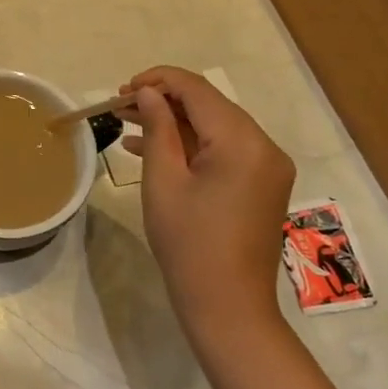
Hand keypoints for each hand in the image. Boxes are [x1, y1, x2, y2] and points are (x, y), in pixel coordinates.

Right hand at [121, 66, 295, 353]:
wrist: (228, 308)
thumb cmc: (188, 244)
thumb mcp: (163, 181)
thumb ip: (157, 128)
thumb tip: (149, 93)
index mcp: (242, 141)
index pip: (197, 90)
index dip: (158, 81)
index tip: (122, 89)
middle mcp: (264, 146)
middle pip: (209, 105)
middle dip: (164, 101)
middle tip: (120, 106)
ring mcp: (268, 166)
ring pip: (215, 127)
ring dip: (174, 122)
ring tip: (129, 123)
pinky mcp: (263, 184)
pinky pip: (225, 150)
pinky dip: (192, 145)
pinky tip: (152, 149)